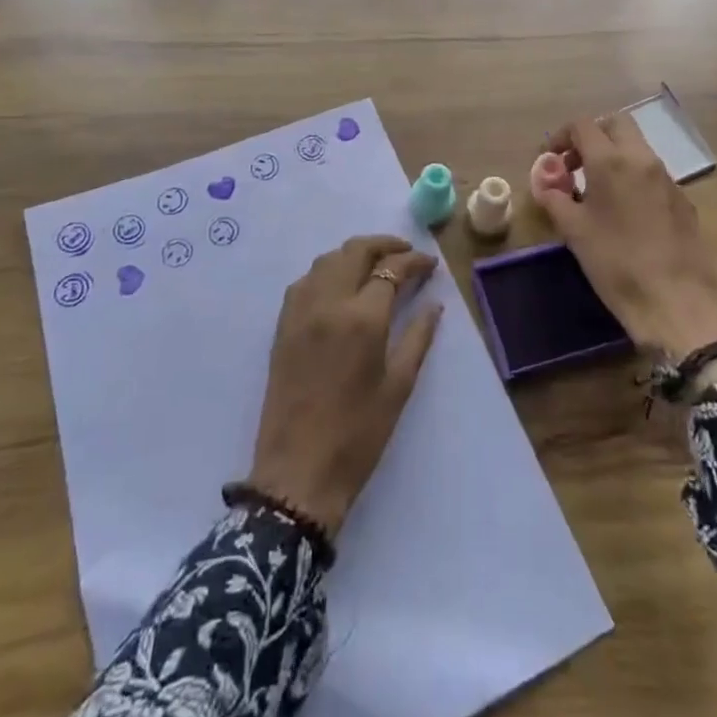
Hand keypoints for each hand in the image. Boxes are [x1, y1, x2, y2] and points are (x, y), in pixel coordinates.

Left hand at [247, 235, 443, 536]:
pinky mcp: (283, 324)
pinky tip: (342, 285)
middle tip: (406, 254)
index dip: (414, 262)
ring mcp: (300, 310)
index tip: (430, 265)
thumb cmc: (358, 434)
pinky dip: (328, 270)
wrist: (298, 472)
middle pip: (355, 251)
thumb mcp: (399, 386)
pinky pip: (307, 279)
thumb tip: (433, 304)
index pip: (391, 269)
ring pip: (328, 259)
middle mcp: (328, 302)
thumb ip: (418, 337)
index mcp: (362, 318)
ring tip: (376, 265)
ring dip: (355, 253)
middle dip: (384, 245)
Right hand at [533, 114, 716, 359]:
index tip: (551, 159)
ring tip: (597, 191)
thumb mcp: (574, 231)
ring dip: (614, 155)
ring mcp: (667, 178)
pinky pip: (652, 173)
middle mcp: (642, 159)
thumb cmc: (616, 262)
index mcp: (611, 160)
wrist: (677, 301)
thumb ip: (555, 199)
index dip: (562, 136)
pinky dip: (633, 176)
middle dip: (593, 136)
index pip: (583, 125)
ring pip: (637, 147)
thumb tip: (544, 183)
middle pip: (616, 124)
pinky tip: (625, 212)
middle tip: (575, 165)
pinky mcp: (683, 200)